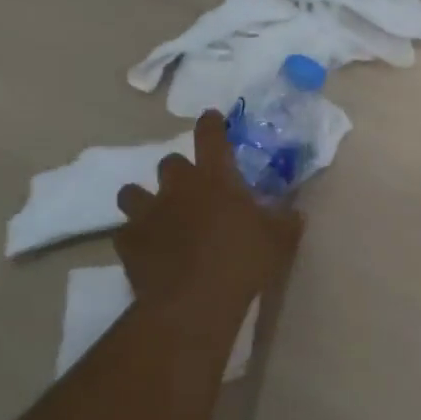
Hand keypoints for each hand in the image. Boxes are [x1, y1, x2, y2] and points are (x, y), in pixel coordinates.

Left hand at [113, 110, 304, 309]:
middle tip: (192, 187)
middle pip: (169, 162)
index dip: (211, 124)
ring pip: (133, 192)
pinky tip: (146, 248)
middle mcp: (178, 187)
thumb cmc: (243, 261)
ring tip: (157, 213)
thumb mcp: (280, 239)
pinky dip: (135, 236)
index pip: (211, 137)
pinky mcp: (128, 242)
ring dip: (145, 198)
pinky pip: (126, 231)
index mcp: (216, 178)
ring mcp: (148, 213)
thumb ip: (286, 220)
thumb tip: (294, 212)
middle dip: (179, 170)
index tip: (211, 117)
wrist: (194, 302)